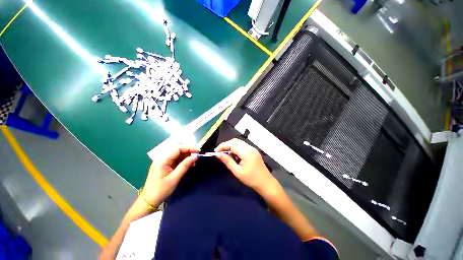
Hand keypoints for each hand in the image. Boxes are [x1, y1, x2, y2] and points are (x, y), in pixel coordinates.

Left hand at [142, 146, 199, 205]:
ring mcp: (163, 161)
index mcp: (162, 160)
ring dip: (186, 157)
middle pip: (178, 150)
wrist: (148, 201)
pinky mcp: (165, 165)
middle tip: (197, 157)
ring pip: (178, 155)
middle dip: (188, 152)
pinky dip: (183, 161)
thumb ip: (184, 166)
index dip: (189, 148)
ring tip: (194, 163)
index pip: (178, 149)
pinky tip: (188, 165)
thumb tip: (195, 157)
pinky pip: (176, 160)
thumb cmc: (161, 190)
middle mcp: (162, 158)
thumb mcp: (174, 178)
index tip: (199, 151)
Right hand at [215, 138, 276, 193]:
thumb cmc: (251, 179)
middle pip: (235, 141)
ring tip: (226, 155)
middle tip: (220, 153)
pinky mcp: (253, 151)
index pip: (232, 144)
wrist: (266, 183)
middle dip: (226, 145)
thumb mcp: (237, 171)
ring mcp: (252, 149)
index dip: (223, 146)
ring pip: (239, 143)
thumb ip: (227, 161)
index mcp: (246, 152)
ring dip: (231, 147)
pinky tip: (234, 156)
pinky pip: (243, 146)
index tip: (215, 152)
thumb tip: (218, 154)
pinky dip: (236, 149)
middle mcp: (250, 148)